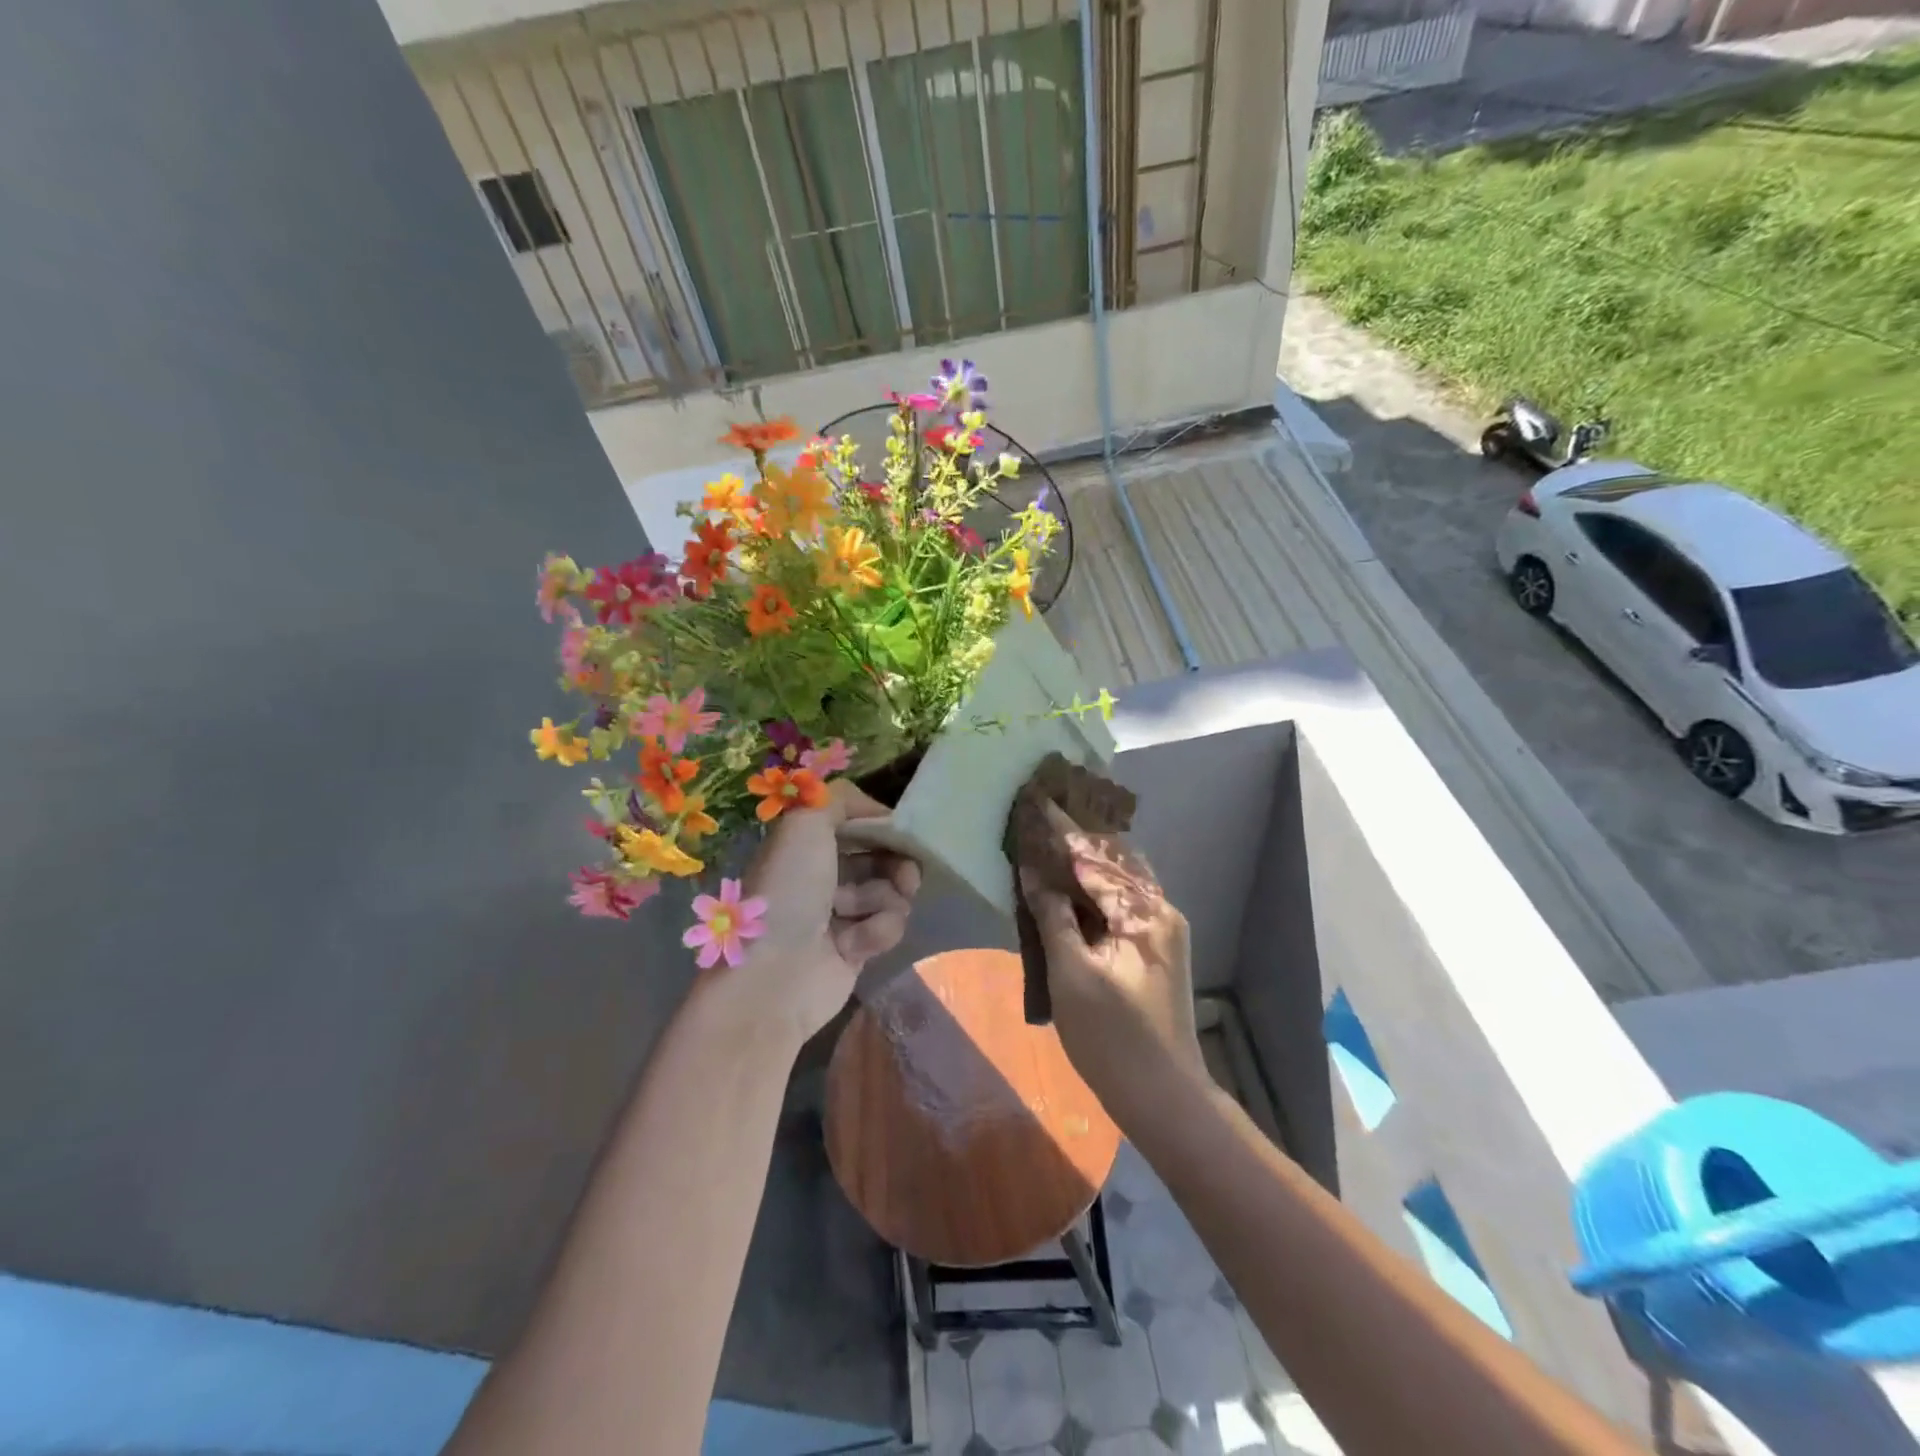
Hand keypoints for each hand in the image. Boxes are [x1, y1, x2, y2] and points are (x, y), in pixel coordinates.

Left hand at [736, 780, 920, 1044]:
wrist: (776, 973)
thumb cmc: (789, 890)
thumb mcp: (806, 823)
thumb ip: (840, 798)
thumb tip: (876, 811)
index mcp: (808, 843)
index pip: (859, 823)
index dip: (883, 825)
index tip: (902, 831)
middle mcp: (824, 873)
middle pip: (883, 856)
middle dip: (897, 863)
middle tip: (906, 874)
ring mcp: (842, 912)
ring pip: (892, 891)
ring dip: (884, 901)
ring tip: (856, 915)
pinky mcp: (858, 946)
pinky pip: (889, 926)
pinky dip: (878, 931)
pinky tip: (855, 944)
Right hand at [1018, 802, 1204, 1119]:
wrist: (1164, 1097)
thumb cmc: (1112, 1038)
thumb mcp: (1072, 974)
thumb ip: (1053, 916)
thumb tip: (1034, 873)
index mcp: (1144, 912)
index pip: (1096, 858)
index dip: (1063, 830)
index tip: (1038, 799)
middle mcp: (1160, 911)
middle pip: (1115, 860)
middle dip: (1080, 837)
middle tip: (1045, 815)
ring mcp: (1162, 931)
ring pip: (1120, 880)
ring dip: (1088, 861)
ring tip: (1053, 841)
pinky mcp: (1155, 950)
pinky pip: (1122, 903)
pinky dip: (1096, 889)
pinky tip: (1071, 888)